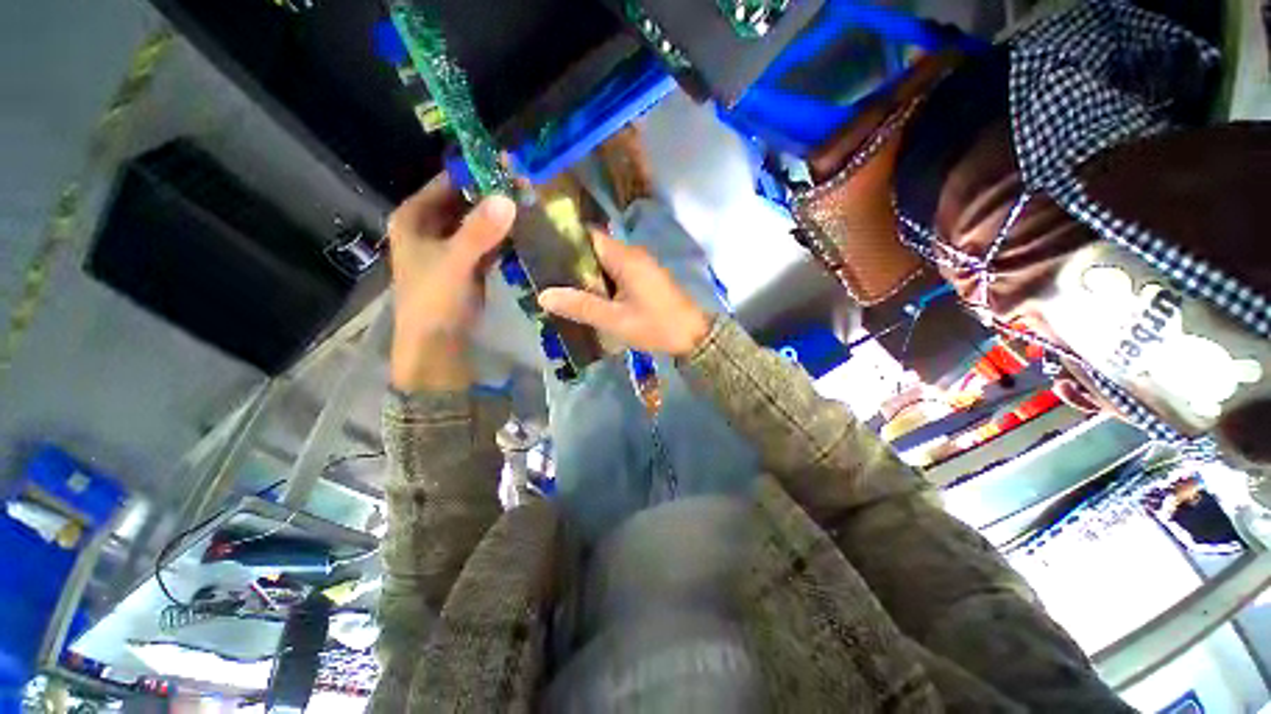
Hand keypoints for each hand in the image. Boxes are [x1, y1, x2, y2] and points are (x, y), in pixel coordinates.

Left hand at [386, 174, 516, 390]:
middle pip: (465, 200)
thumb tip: (508, 198)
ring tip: (531, 203)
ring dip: (502, 214)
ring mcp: (452, 245)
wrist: (437, 344)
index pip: (447, 181)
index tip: (509, 165)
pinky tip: (525, 229)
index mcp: (415, 217)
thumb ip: (480, 232)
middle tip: (527, 185)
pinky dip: (504, 235)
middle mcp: (431, 226)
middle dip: (494, 193)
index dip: (477, 171)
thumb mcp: (455, 262)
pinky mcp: (469, 264)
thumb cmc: (434, 300)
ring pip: (479, 221)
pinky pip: (488, 241)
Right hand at [538, 230, 710, 356]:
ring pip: (605, 263)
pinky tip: (587, 298)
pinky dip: (601, 283)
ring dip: (586, 275)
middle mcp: (632, 255)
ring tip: (559, 288)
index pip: (588, 236)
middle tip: (545, 277)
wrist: (694, 336)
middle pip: (595, 250)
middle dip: (572, 262)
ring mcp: (640, 266)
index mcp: (625, 257)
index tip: (540, 253)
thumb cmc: (656, 325)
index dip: (565, 241)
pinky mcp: (645, 279)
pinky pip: (616, 274)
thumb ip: (581, 307)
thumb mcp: (616, 320)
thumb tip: (543, 296)